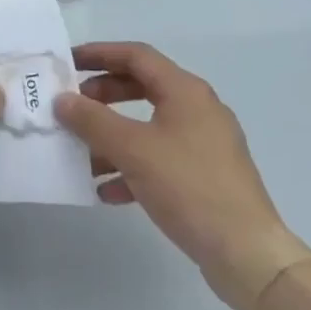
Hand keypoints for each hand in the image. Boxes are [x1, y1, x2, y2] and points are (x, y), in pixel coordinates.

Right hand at [53, 42, 310, 309]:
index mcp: (185, 91)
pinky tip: (107, 190)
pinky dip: (131, 166)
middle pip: (141, 88)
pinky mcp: (206, 178)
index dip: (99, 54)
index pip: (136, 55)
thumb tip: (62, 100)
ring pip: (148, 127)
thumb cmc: (189, 187)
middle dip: (103, 96)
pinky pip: (160, 159)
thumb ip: (92, 121)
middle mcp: (198, 109)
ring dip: (112, 136)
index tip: (68, 62)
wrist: (248, 255)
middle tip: (73, 106)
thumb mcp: (132, 149)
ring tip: (81, 153)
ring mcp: (204, 145)